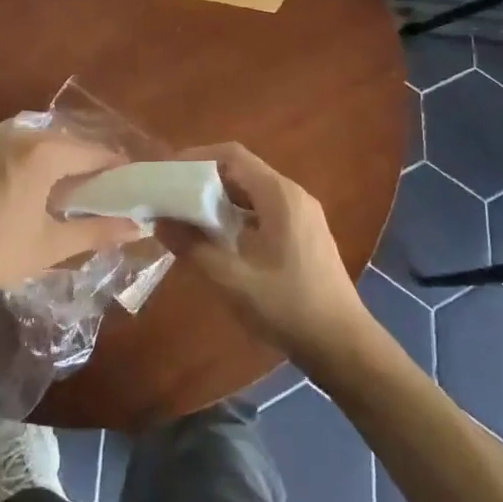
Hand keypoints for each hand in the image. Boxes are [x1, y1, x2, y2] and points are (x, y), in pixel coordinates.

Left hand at [0, 120, 142, 296]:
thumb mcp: (50, 245)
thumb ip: (97, 231)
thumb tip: (139, 228)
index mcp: (45, 152)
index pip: (96, 153)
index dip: (117, 171)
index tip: (131, 192)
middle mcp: (23, 133)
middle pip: (71, 143)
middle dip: (91, 167)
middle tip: (103, 199)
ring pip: (46, 142)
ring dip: (63, 163)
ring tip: (72, 197)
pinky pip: (21, 145)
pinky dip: (37, 160)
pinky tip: (36, 189)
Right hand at [164, 143, 366, 364]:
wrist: (343, 346)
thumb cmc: (288, 307)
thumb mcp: (233, 280)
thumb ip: (193, 246)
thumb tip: (159, 220)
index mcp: (279, 195)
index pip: (232, 155)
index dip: (196, 157)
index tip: (167, 172)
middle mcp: (293, 194)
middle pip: (242, 170)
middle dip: (204, 178)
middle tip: (171, 195)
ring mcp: (302, 214)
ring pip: (253, 191)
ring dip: (220, 198)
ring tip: (187, 216)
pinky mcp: (304, 233)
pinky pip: (264, 209)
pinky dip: (237, 214)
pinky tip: (218, 238)